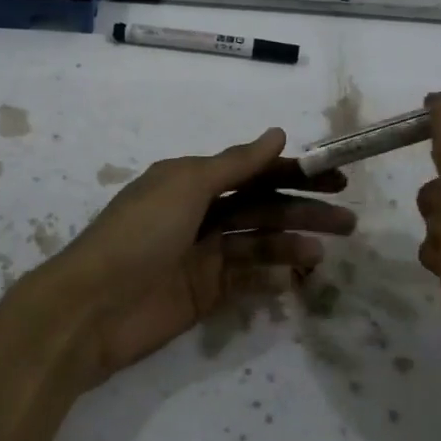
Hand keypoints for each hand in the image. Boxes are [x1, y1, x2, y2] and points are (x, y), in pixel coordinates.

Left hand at [29, 129, 353, 384]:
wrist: (92, 308)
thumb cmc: (139, 234)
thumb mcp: (185, 186)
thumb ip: (235, 164)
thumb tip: (278, 132)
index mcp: (191, 180)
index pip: (253, 171)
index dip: (295, 172)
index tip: (337, 179)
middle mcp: (199, 213)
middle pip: (262, 206)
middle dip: (303, 210)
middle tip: (348, 222)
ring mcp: (202, 255)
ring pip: (258, 244)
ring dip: (291, 245)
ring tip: (321, 254)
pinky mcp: (204, 294)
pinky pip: (246, 281)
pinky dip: (270, 279)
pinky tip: (294, 280)